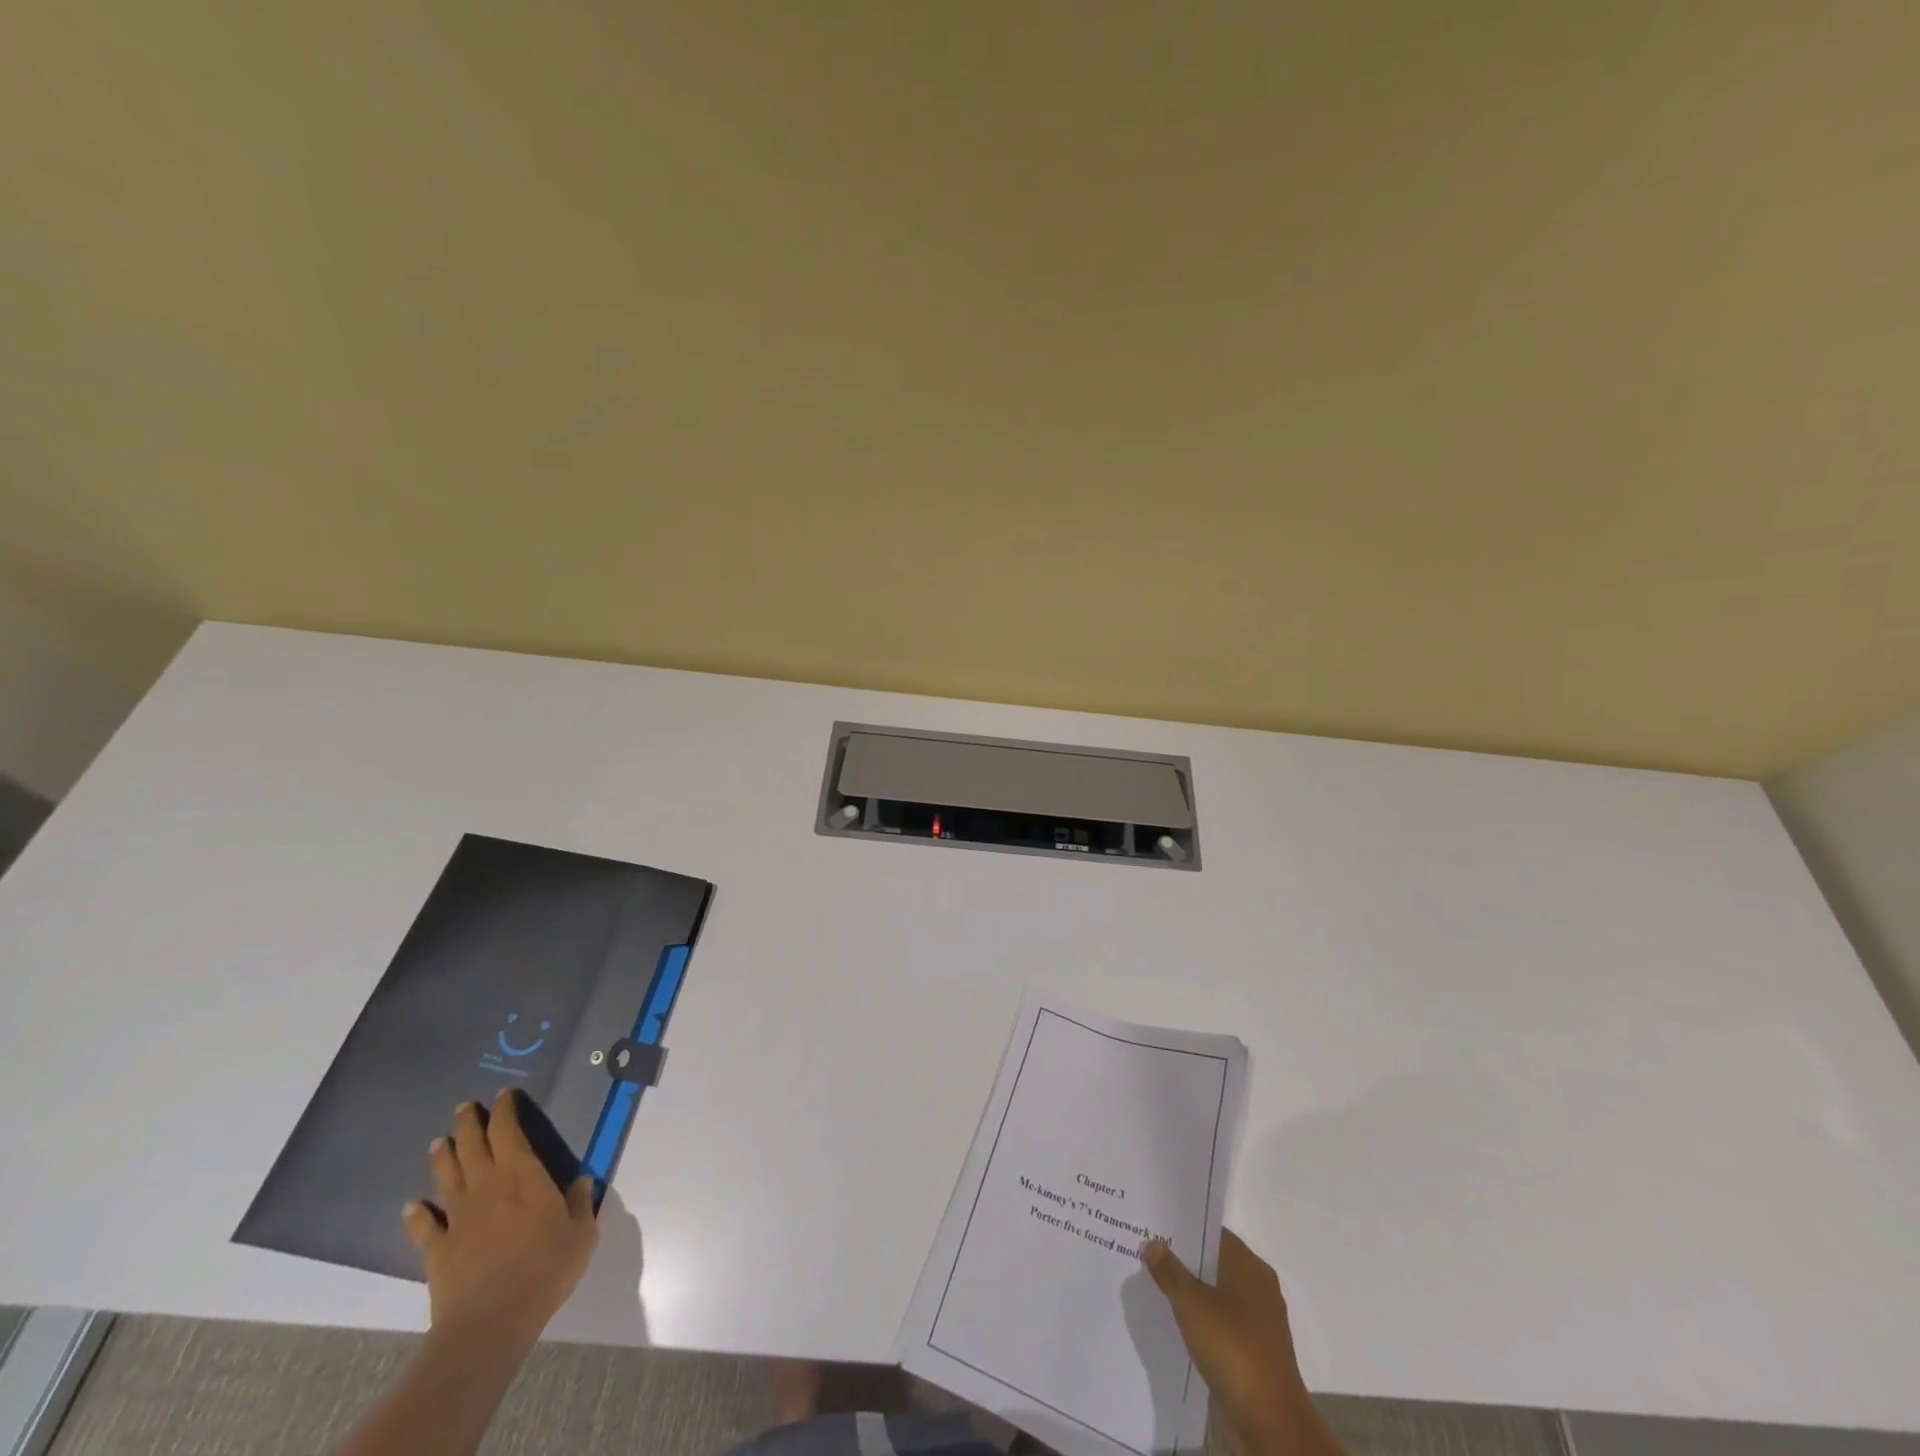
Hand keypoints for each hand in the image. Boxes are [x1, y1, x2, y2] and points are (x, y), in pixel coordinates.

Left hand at [402, 1090, 599, 1346]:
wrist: (491, 1322)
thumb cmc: (546, 1268)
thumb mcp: (581, 1233)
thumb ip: (580, 1202)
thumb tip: (581, 1182)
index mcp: (522, 1174)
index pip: (508, 1131)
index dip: (505, 1110)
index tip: (504, 1095)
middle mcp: (486, 1187)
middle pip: (472, 1147)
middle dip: (469, 1124)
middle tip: (465, 1107)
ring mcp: (458, 1219)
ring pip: (446, 1177)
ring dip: (442, 1157)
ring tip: (438, 1142)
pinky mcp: (438, 1251)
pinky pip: (425, 1227)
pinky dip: (416, 1214)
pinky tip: (411, 1206)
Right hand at [1142, 1230, 1341, 1455]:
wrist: (1271, 1425)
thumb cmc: (1234, 1350)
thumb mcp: (1192, 1305)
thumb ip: (1170, 1271)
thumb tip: (1153, 1243)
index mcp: (1250, 1267)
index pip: (1213, 1233)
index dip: (1184, 1227)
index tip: (1154, 1224)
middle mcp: (1257, 1288)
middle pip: (1214, 1263)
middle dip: (1183, 1259)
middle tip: (1145, 1250)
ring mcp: (1257, 1322)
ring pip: (1216, 1294)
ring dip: (1190, 1291)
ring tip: (1152, 1283)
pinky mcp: (1252, 1352)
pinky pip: (1220, 1323)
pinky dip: (1200, 1319)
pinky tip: (1173, 1321)